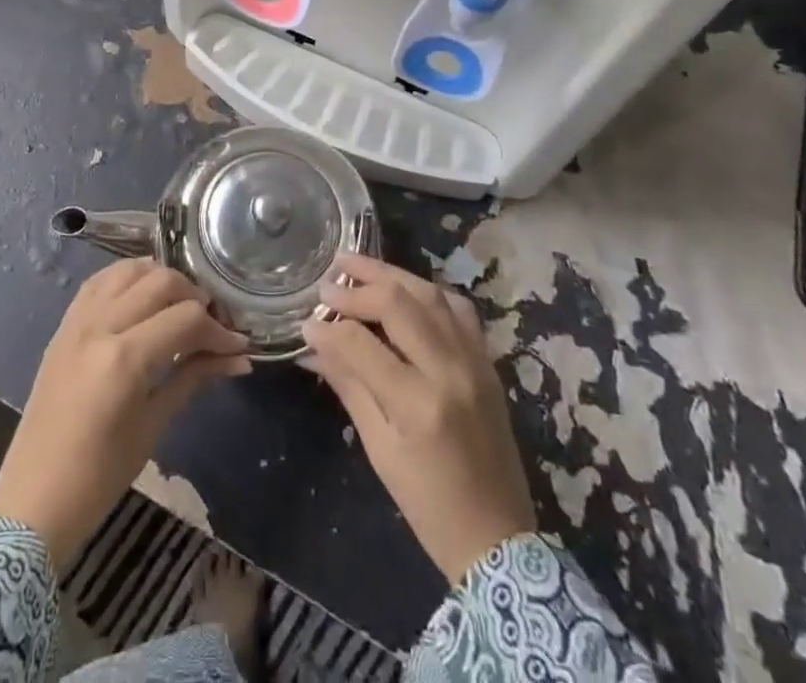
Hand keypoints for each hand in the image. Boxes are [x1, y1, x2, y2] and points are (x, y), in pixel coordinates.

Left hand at [0, 258, 250, 568]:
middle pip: (160, 281)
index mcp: (124, 358)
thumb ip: (194, 378)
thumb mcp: (154, 426)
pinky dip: (127, 278)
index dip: (218, 330)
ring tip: (179, 305)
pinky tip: (143, 297)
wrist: (34, 500)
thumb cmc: (100, 476)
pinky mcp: (64, 324)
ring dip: (161, 279)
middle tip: (212, 324)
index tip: (238, 345)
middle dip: (195, 296)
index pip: (185, 319)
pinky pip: (100, 281)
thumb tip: (239, 358)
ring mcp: (77, 320)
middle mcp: (99, 325)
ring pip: (128, 270)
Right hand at [301, 253, 536, 583]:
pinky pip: (458, 308)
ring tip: (356, 266)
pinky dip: (427, 291)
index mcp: (417, 404)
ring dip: (390, 275)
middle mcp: (450, 371)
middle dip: (357, 286)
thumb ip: (349, 386)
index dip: (327, 328)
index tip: (306, 322)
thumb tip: (314, 345)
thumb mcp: (380, 450)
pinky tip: (404, 289)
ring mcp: (474, 361)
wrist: (499, 539)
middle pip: (398, 303)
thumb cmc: (428, 506)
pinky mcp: (488, 361)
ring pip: (429, 294)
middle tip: (328, 282)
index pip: (361, 343)